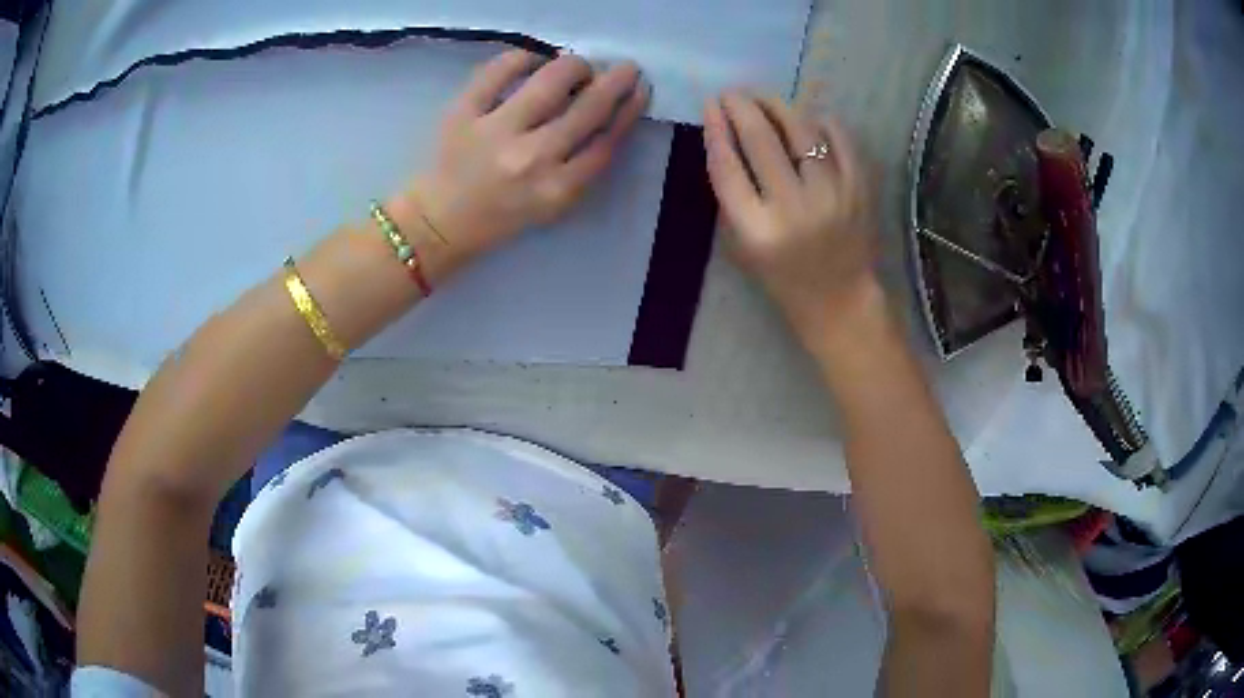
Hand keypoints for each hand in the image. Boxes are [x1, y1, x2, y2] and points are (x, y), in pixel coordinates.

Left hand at [397, 50, 649, 273]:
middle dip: (615, 81)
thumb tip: (609, 111)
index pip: (606, 140)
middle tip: (624, 68)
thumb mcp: (552, 204)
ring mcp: (495, 132)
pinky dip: (524, 57)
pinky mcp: (463, 112)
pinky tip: (533, 61)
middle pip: (588, 107)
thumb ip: (583, 166)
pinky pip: (500, 69)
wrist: (439, 222)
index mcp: (557, 190)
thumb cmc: (501, 215)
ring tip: (577, 67)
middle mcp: (531, 159)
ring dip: (575, 66)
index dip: (628, 110)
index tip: (638, 91)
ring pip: (551, 80)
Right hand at [703, 92, 880, 346]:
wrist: (839, 299)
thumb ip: (732, 194)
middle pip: (760, 139)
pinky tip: (808, 117)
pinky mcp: (860, 189)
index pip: (727, 165)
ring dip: (777, 105)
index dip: (716, 128)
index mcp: (756, 229)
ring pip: (800, 130)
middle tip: (732, 93)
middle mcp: (794, 208)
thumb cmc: (782, 276)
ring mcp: (832, 196)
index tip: (710, 106)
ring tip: (763, 98)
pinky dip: (821, 121)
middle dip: (741, 106)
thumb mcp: (741, 245)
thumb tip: (725, 135)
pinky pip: (839, 138)